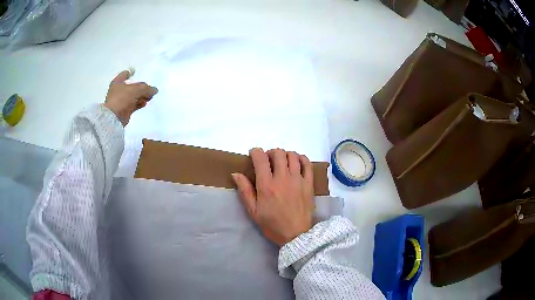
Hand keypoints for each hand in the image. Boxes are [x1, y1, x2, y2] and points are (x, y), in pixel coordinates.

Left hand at [104, 70, 157, 125]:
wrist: (114, 117)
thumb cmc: (123, 98)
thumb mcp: (137, 90)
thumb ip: (147, 89)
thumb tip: (155, 90)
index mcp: (117, 82)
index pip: (124, 74)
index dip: (130, 72)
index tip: (136, 71)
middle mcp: (118, 90)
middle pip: (131, 86)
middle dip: (140, 87)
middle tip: (149, 87)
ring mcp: (121, 100)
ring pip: (133, 96)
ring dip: (141, 96)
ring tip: (150, 96)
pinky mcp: (124, 109)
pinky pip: (134, 104)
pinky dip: (139, 103)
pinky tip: (145, 103)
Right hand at [232, 148, 314, 245]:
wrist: (296, 235)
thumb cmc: (272, 224)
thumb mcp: (253, 211)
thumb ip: (245, 191)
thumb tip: (236, 174)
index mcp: (267, 185)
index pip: (260, 158)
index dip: (255, 152)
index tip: (253, 154)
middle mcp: (283, 178)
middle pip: (278, 153)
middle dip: (270, 152)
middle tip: (268, 160)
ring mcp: (298, 180)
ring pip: (292, 156)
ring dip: (285, 155)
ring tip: (281, 162)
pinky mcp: (309, 184)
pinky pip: (307, 164)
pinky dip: (301, 158)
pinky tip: (296, 162)